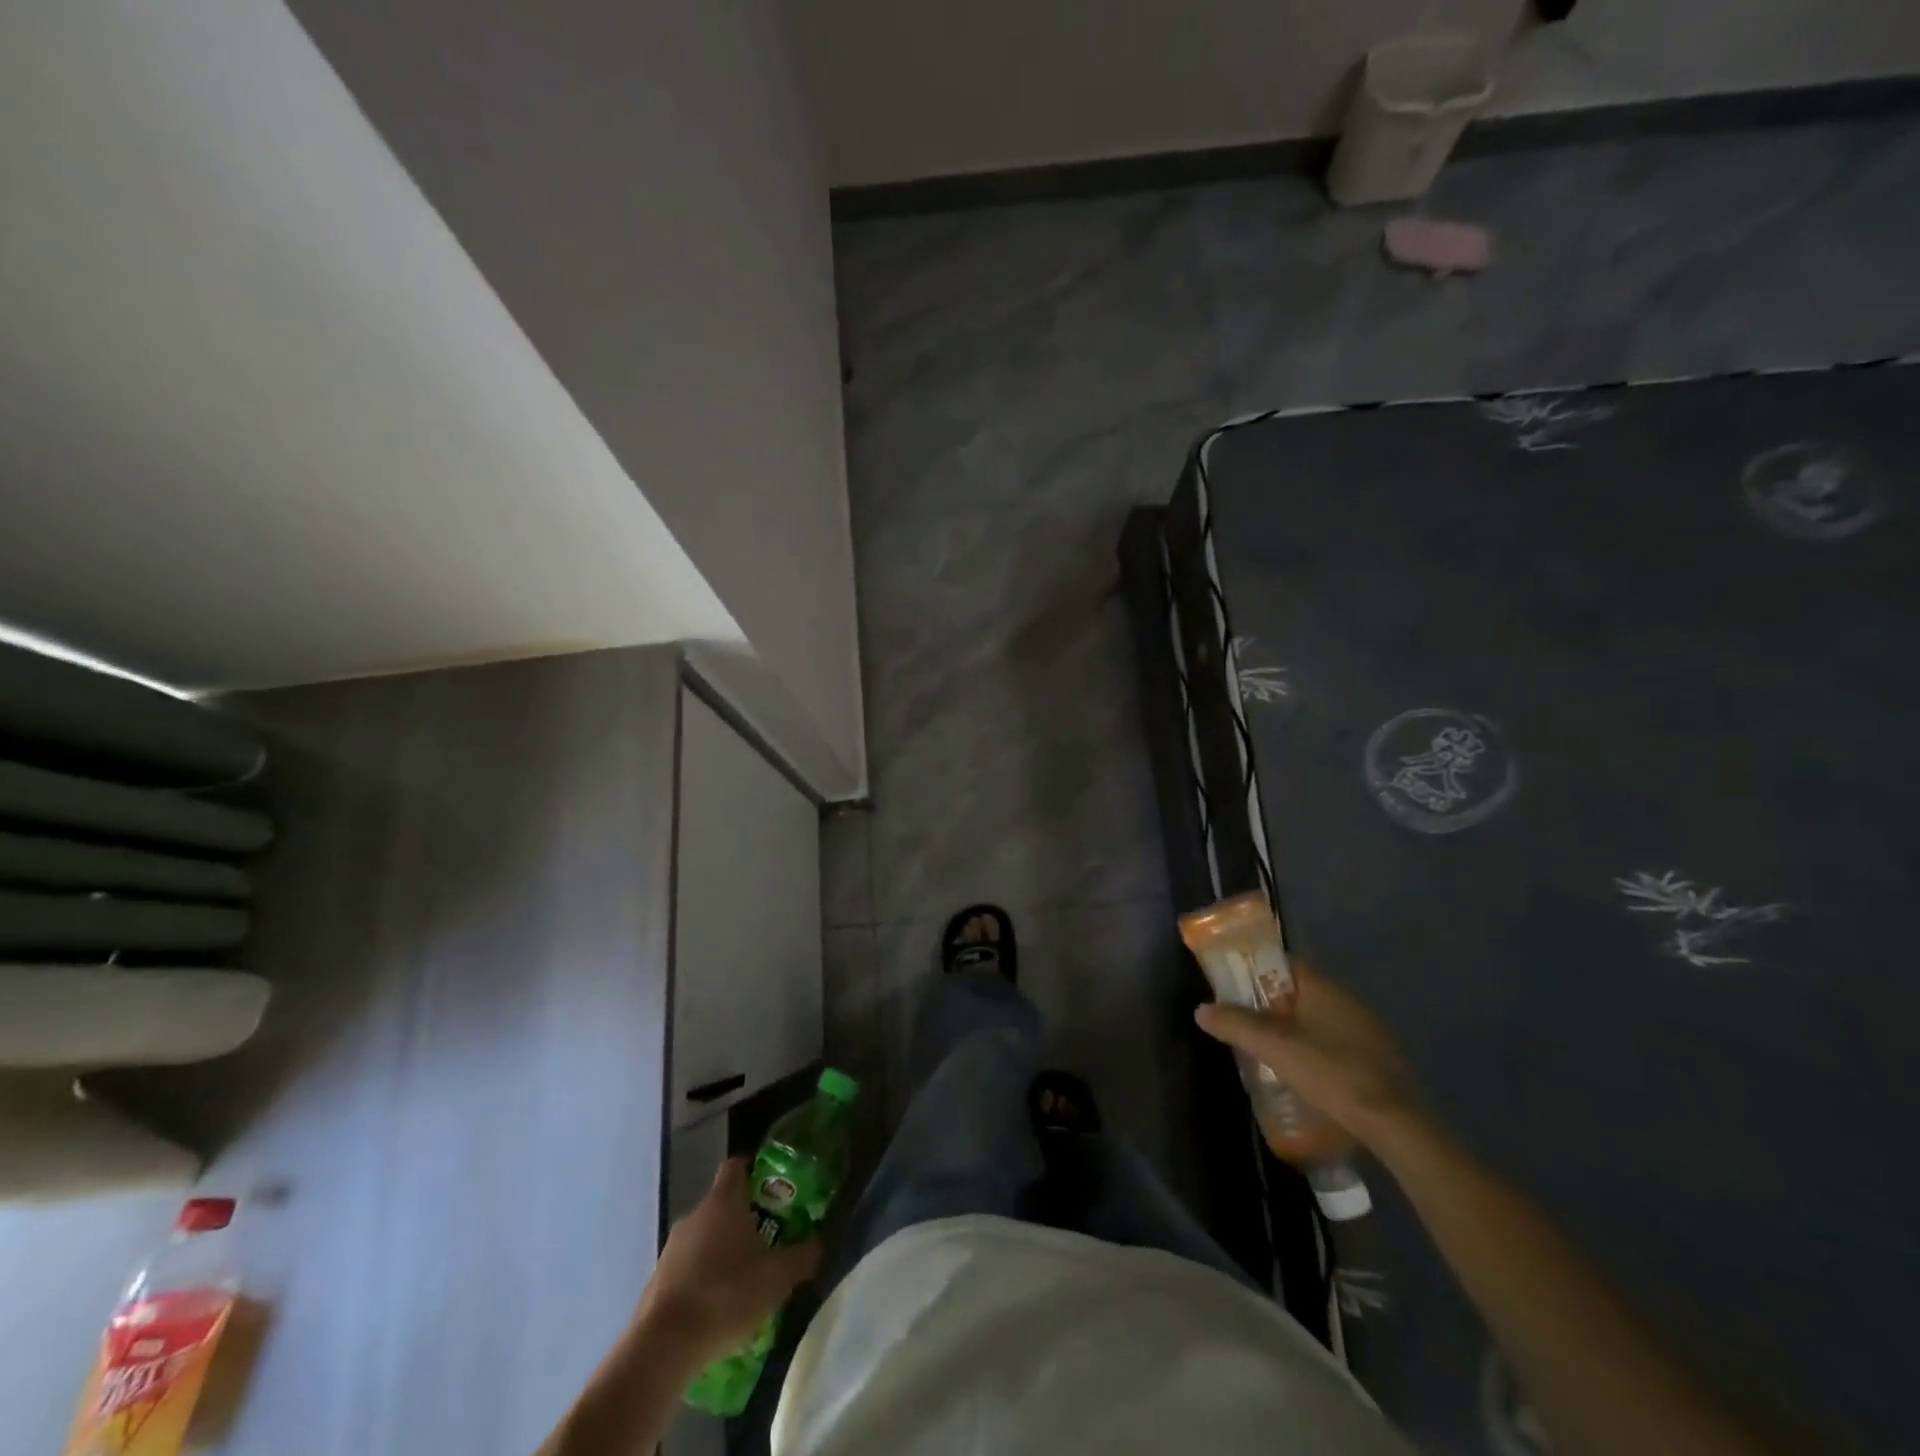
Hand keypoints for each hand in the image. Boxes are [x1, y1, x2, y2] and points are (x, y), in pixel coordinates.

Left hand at [635, 1158, 821, 1368]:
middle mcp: (694, 1215)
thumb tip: (821, 1241)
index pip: (737, 1166)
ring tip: (746, 1282)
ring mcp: (671, 1249)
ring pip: (705, 1239)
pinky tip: (718, 1309)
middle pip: (723, 1205)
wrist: (662, 1349)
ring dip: (723, 1253)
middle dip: (745, 1220)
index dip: (755, 1172)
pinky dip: (703, 1280)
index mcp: (723, 1201)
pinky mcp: (656, 1282)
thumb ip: (804, 1255)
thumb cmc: (726, 1296)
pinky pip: (688, 1269)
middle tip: (770, 1242)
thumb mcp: (778, 1277)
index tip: (773, 1190)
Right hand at [1194, 959, 1423, 1148]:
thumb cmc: (1331, 1072)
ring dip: (1296, 1032)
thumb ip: (1236, 1025)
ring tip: (1271, 1054)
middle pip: (1301, 993)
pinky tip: (1308, 1077)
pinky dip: (1319, 1053)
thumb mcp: (1273, 1047)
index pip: (1285, 964)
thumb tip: (1201, 1009)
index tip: (1235, 987)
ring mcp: (1369, 1032)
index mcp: (1324, 988)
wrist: (1397, 1125)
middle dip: (1273, 1006)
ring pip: (1321, 1021)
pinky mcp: (1380, 1062)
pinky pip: (1339, 1045)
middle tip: (1247, 1025)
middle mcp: (1349, 1001)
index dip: (1258, 971)